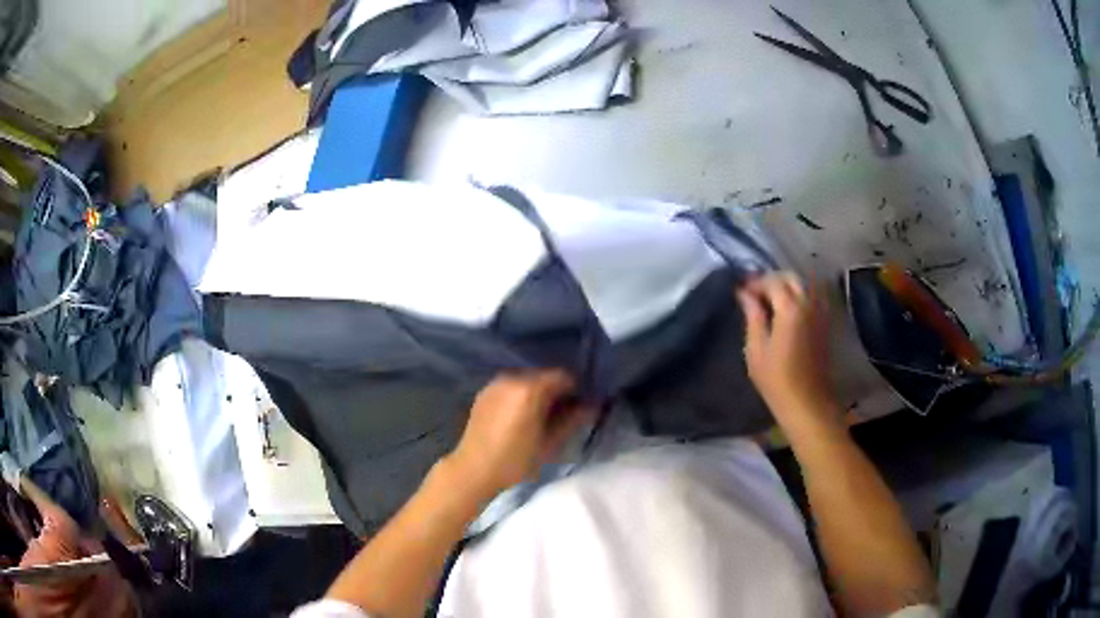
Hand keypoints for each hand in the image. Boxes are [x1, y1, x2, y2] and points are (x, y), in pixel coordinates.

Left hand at [447, 371, 589, 500]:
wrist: (474, 469)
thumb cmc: (515, 460)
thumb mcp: (550, 443)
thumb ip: (573, 420)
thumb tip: (592, 406)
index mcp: (530, 389)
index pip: (563, 376)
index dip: (576, 389)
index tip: (580, 405)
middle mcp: (512, 378)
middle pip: (544, 375)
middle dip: (556, 390)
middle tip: (563, 412)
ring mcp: (496, 383)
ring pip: (527, 379)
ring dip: (538, 391)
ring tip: (542, 415)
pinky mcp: (485, 392)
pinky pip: (511, 385)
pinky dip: (521, 394)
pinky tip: (521, 415)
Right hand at [736, 272, 841, 428]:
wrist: (807, 403)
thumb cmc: (777, 380)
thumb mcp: (756, 349)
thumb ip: (753, 316)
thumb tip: (745, 294)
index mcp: (790, 308)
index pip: (772, 281)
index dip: (755, 282)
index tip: (740, 290)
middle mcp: (809, 303)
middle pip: (791, 278)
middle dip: (772, 280)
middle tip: (755, 293)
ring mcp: (820, 312)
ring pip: (804, 285)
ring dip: (787, 286)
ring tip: (771, 300)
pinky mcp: (825, 323)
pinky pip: (813, 297)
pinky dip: (800, 295)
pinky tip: (788, 309)